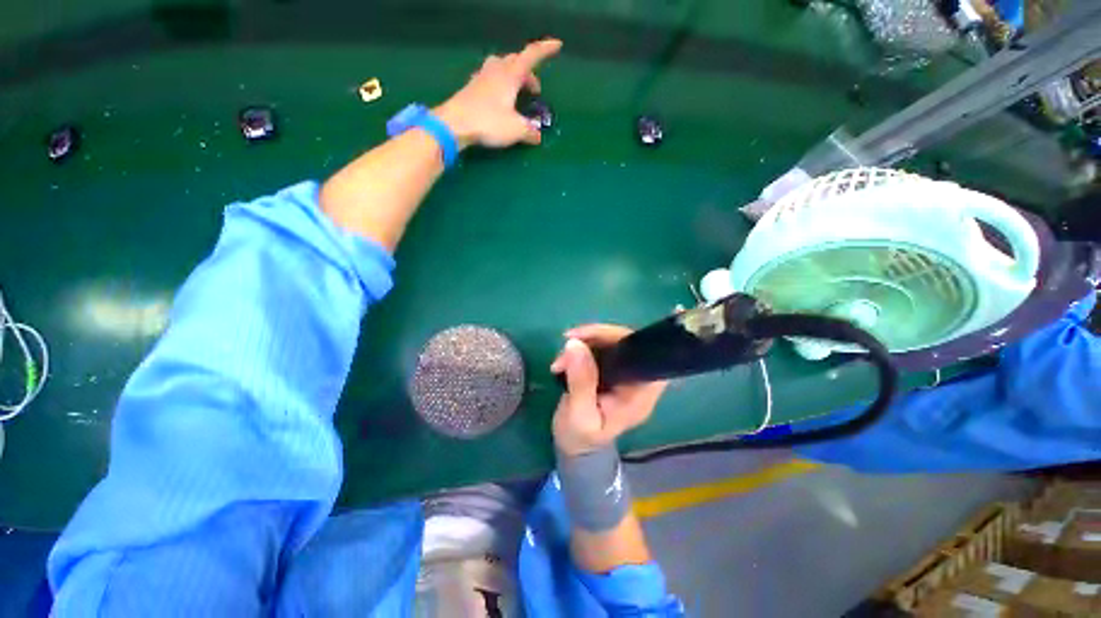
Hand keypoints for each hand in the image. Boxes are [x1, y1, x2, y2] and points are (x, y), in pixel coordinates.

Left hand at [433, 39, 562, 149]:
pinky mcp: (471, 89)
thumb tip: (537, 135)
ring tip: (516, 93)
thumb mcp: (516, 129)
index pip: (531, 56)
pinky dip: (499, 85)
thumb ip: (529, 131)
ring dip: (512, 76)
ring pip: (501, 67)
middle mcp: (496, 72)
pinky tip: (498, 100)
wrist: (453, 124)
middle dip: (528, 73)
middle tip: (534, 91)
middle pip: (515, 61)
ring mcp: (481, 78)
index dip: (545, 49)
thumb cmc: (488, 122)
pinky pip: (489, 79)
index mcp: (510, 76)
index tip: (557, 45)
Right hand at [550, 325, 667, 456]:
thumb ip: (581, 381)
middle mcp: (637, 380)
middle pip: (625, 343)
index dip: (619, 338)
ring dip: (584, 343)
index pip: (642, 353)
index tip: (587, 337)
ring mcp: (624, 374)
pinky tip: (565, 359)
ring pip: (611, 343)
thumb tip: (575, 344)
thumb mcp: (579, 415)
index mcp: (640, 393)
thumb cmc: (579, 437)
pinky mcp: (611, 370)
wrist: (574, 448)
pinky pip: (601, 349)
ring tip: (560, 359)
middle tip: (567, 344)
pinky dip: (582, 349)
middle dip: (594, 338)